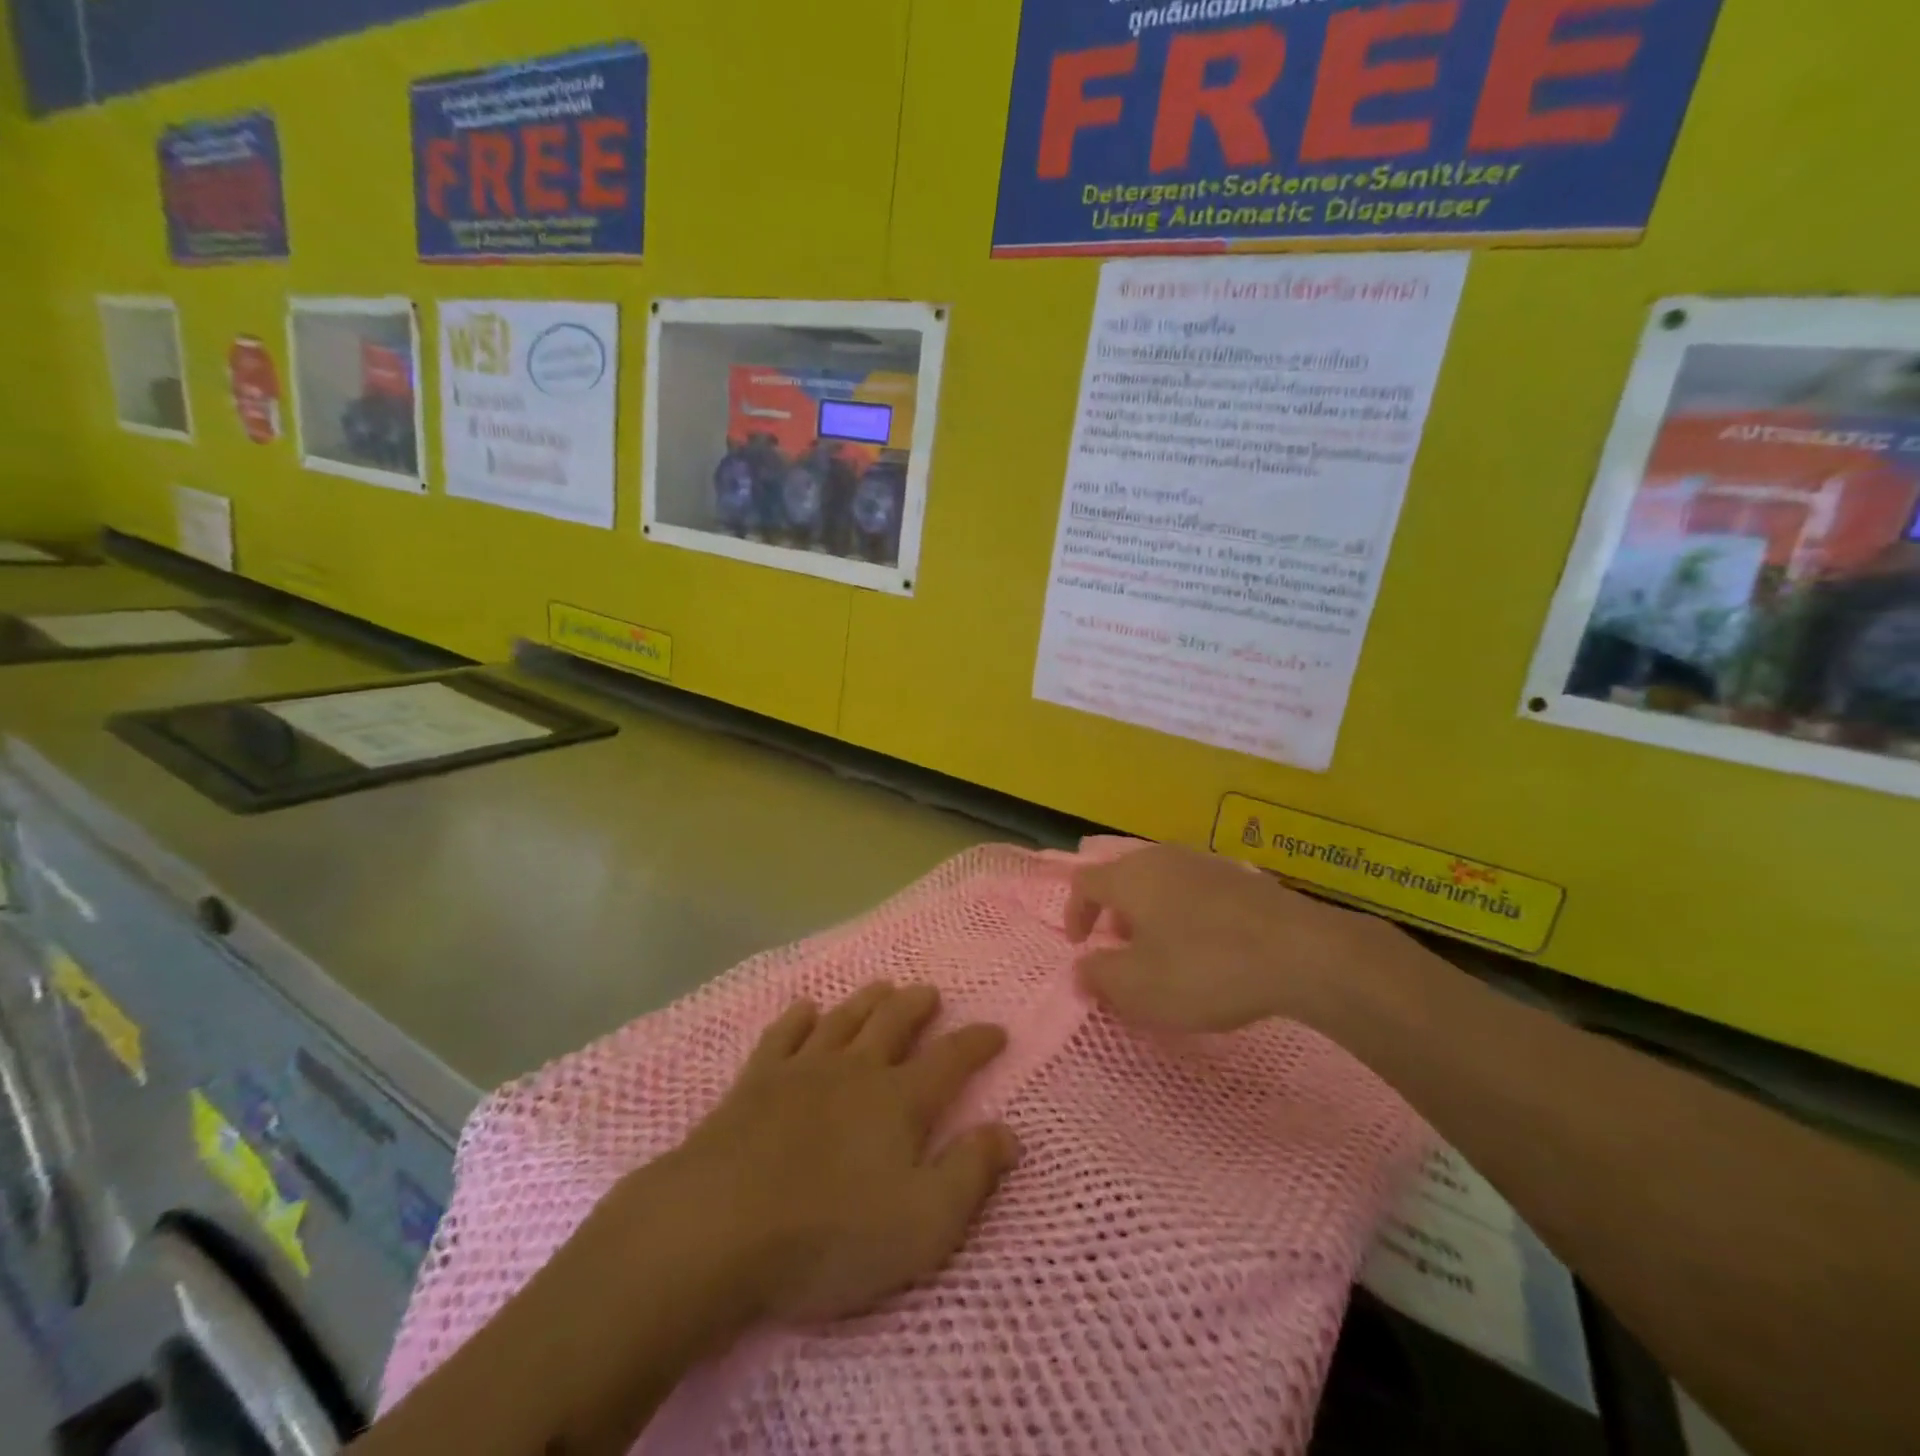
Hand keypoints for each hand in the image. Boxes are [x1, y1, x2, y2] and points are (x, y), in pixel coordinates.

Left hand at [642, 983, 1019, 1326]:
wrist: (719, 1226)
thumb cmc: (829, 1234)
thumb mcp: (922, 1223)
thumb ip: (970, 1174)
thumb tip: (1009, 1133)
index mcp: (899, 1100)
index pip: (951, 1059)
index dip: (978, 1042)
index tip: (997, 1030)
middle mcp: (856, 1070)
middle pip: (894, 1022)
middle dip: (917, 1004)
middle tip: (930, 993)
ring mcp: (802, 1069)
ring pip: (844, 1018)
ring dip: (867, 1000)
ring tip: (881, 986)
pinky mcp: (756, 1081)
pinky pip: (783, 1034)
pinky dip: (798, 1017)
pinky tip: (805, 1009)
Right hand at [1065, 844, 1392, 1032]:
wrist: (1300, 951)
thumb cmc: (1203, 967)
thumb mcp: (1138, 987)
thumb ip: (1099, 977)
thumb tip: (1081, 969)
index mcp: (1130, 877)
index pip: (1085, 882)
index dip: (1076, 913)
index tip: (1080, 946)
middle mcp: (1162, 859)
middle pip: (1124, 879)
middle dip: (1115, 915)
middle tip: (1122, 950)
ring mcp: (1205, 863)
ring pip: (1161, 884)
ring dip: (1151, 916)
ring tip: (1165, 953)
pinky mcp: (1241, 878)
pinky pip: (1196, 892)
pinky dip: (1186, 916)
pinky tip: (1209, 949)